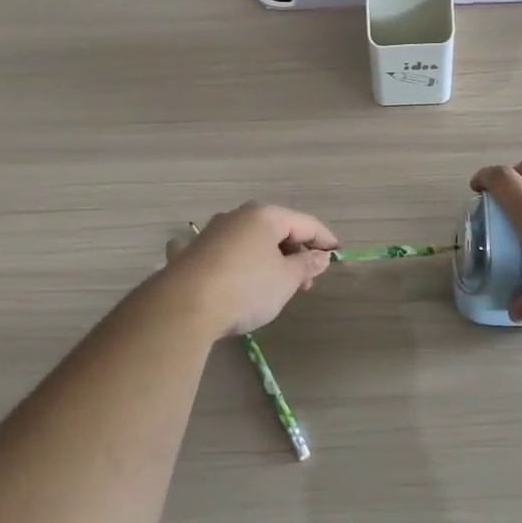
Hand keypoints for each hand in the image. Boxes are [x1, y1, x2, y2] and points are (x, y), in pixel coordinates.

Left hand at [162, 202, 339, 337]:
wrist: (184, 306)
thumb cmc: (246, 288)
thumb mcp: (286, 280)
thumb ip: (306, 266)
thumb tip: (321, 256)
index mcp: (265, 216)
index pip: (306, 223)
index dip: (324, 240)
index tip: (337, 257)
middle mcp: (237, 216)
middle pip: (276, 231)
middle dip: (294, 254)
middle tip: (305, 283)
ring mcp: (211, 233)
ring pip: (249, 242)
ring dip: (266, 259)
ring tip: (275, 286)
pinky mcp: (192, 253)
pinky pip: (220, 253)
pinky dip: (231, 260)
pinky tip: (223, 268)